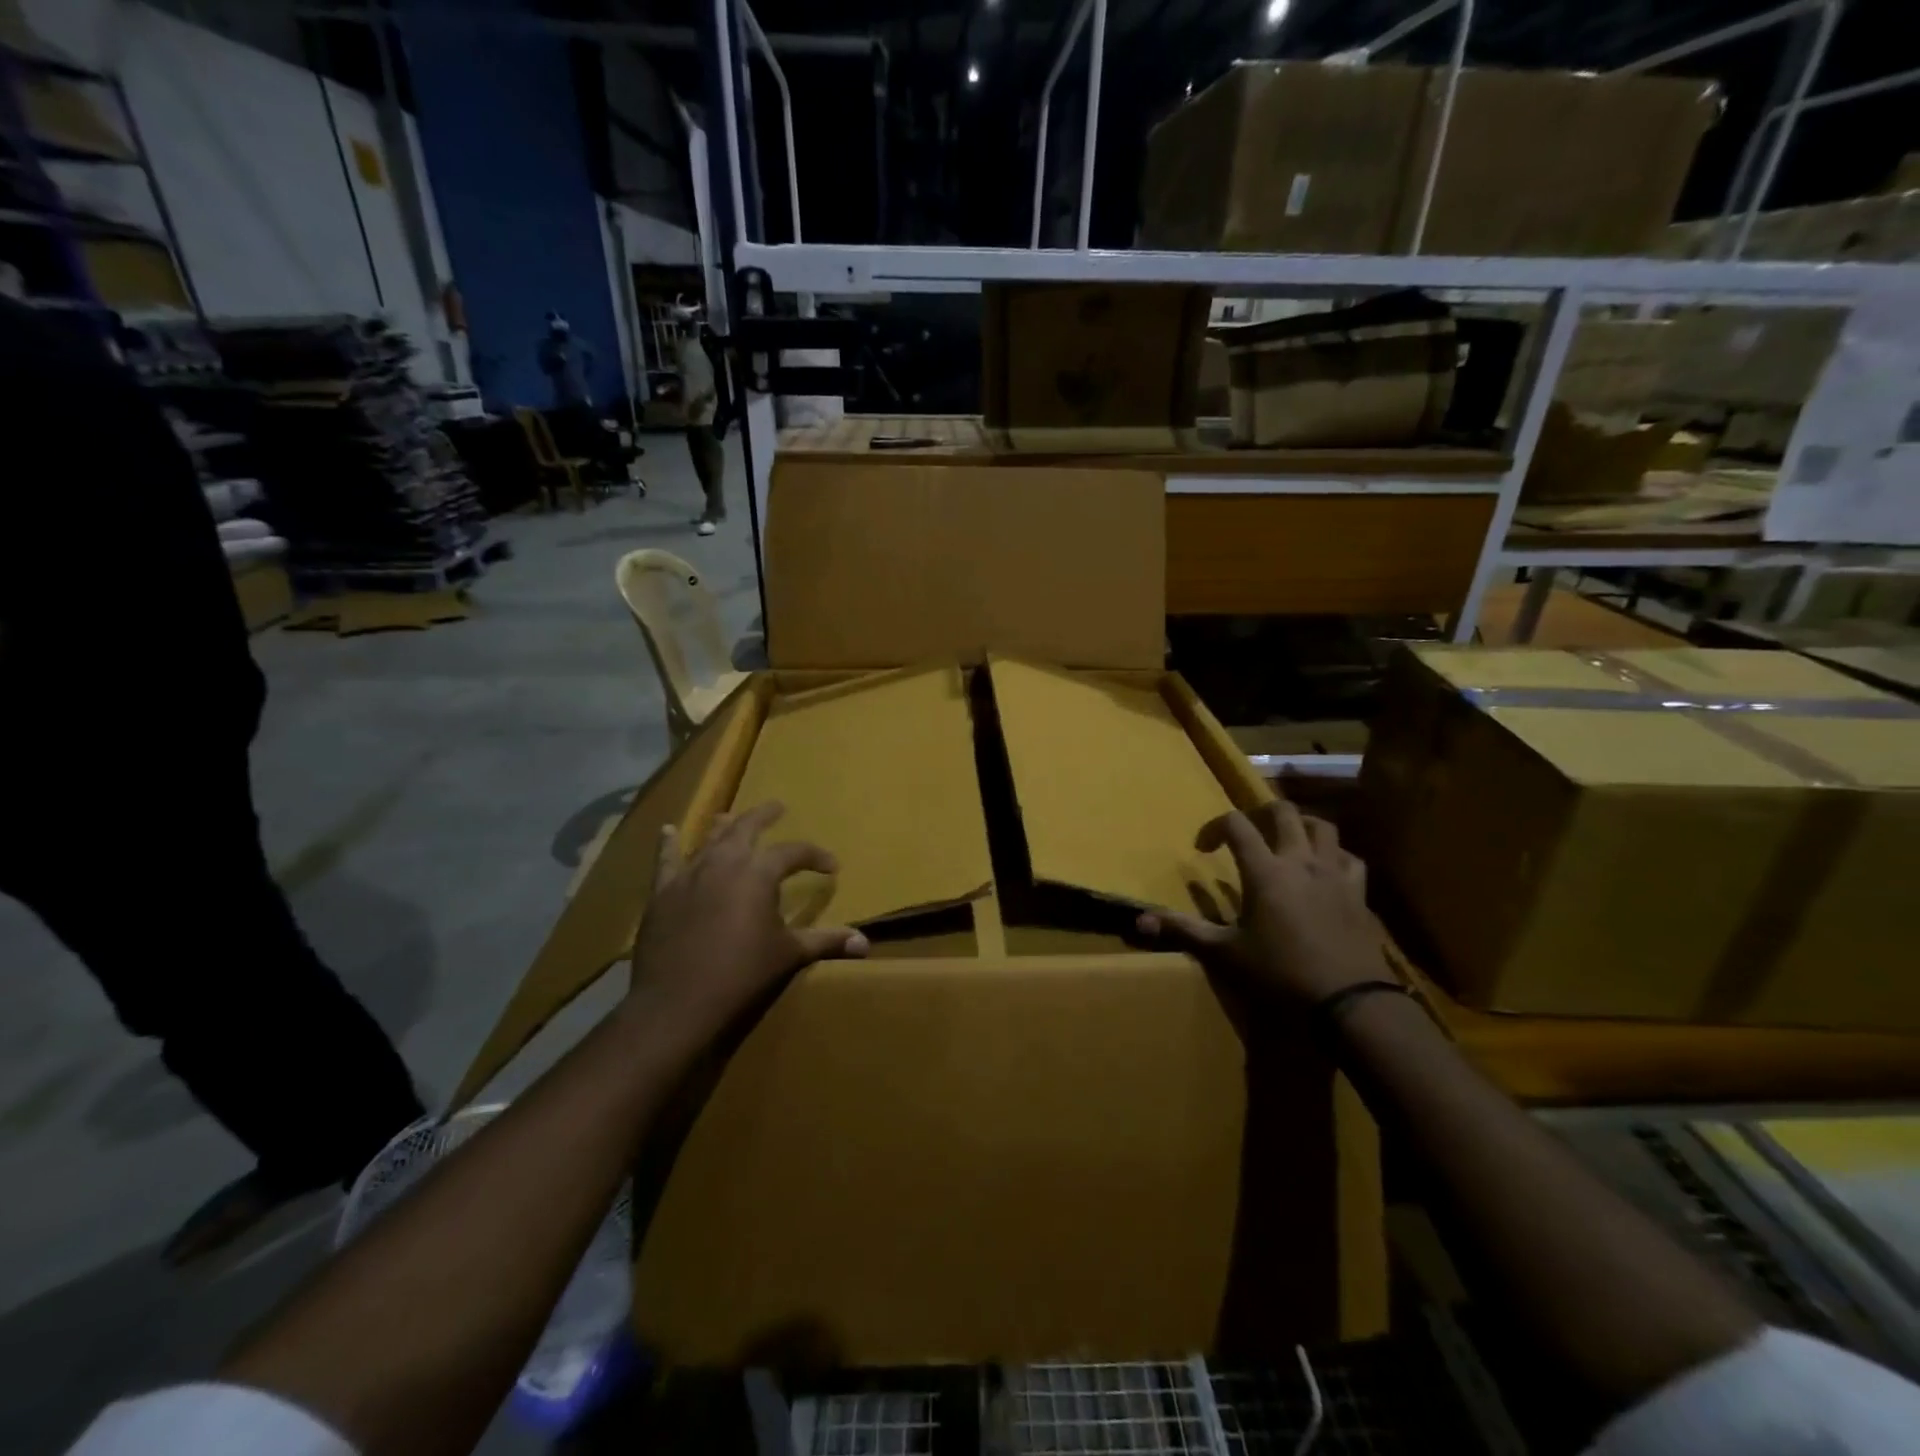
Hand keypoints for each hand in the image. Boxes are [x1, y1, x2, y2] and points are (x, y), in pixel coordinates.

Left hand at [628, 802, 867, 1053]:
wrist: (677, 1005)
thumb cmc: (742, 976)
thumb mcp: (789, 956)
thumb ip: (826, 942)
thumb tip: (866, 943)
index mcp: (759, 873)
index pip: (794, 852)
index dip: (815, 856)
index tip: (830, 867)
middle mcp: (724, 863)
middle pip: (747, 827)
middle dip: (764, 815)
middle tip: (777, 807)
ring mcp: (689, 875)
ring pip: (709, 839)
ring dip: (724, 826)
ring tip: (731, 816)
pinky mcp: (662, 893)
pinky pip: (666, 860)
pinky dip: (668, 843)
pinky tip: (668, 830)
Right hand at [1137, 796, 1387, 1007]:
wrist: (1349, 1001)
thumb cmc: (1280, 973)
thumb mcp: (1225, 954)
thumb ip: (1184, 931)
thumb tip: (1140, 920)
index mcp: (1265, 871)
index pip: (1237, 824)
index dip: (1215, 827)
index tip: (1203, 849)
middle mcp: (1301, 861)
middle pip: (1284, 812)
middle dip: (1261, 813)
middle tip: (1248, 833)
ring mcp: (1335, 874)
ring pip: (1323, 827)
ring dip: (1301, 826)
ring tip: (1287, 841)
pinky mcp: (1359, 893)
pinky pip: (1349, 858)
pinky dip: (1335, 855)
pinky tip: (1326, 871)